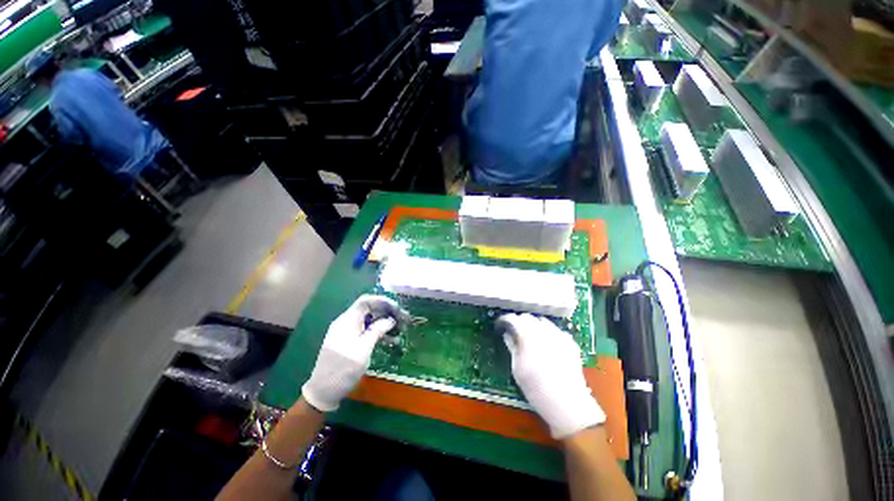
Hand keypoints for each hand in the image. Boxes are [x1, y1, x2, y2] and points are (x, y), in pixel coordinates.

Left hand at [301, 295, 404, 411]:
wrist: (323, 391)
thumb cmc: (344, 368)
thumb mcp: (364, 348)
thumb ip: (378, 330)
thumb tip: (391, 320)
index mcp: (348, 320)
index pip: (366, 301)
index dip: (383, 301)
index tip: (397, 308)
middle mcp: (347, 322)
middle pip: (370, 310)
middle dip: (387, 313)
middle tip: (404, 320)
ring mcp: (348, 332)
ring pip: (370, 321)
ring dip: (385, 324)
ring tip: (400, 332)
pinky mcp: (350, 342)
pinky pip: (367, 332)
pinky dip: (379, 334)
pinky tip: (391, 341)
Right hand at [498, 313, 604, 438]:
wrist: (568, 405)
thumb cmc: (537, 390)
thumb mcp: (518, 370)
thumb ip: (512, 347)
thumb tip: (507, 334)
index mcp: (529, 339)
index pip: (514, 319)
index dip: (506, 319)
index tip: (502, 325)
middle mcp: (545, 333)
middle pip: (528, 317)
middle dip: (519, 322)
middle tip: (515, 332)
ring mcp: (560, 336)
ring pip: (542, 321)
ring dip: (534, 325)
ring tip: (531, 338)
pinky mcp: (570, 343)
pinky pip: (555, 330)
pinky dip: (548, 332)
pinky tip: (547, 345)